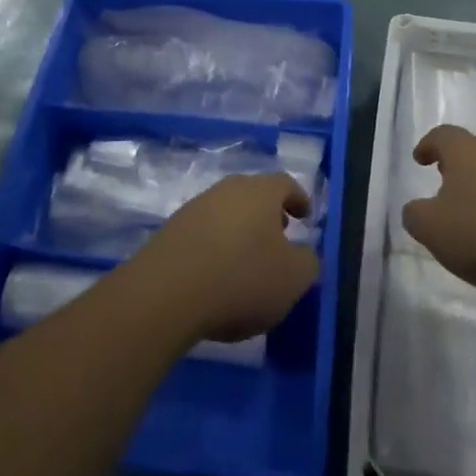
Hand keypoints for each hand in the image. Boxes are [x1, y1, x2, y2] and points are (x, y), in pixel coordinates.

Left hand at [127, 174, 319, 343]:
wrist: (168, 291)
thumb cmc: (242, 278)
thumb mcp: (293, 279)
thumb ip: (308, 262)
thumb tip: (305, 253)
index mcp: (261, 191)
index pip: (286, 184)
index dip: (299, 199)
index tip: (306, 216)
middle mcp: (228, 188)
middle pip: (254, 194)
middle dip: (269, 214)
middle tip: (280, 237)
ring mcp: (197, 206)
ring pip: (228, 211)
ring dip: (241, 230)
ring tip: (248, 260)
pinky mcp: (173, 229)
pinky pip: (205, 231)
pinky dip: (218, 245)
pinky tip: (218, 273)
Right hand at [402, 124, 475, 294]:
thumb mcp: (433, 230)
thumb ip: (415, 215)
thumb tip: (415, 209)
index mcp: (466, 151)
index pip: (442, 135)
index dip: (428, 144)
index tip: (420, 159)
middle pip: (473, 148)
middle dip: (457, 162)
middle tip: (445, 181)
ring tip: (475, 210)